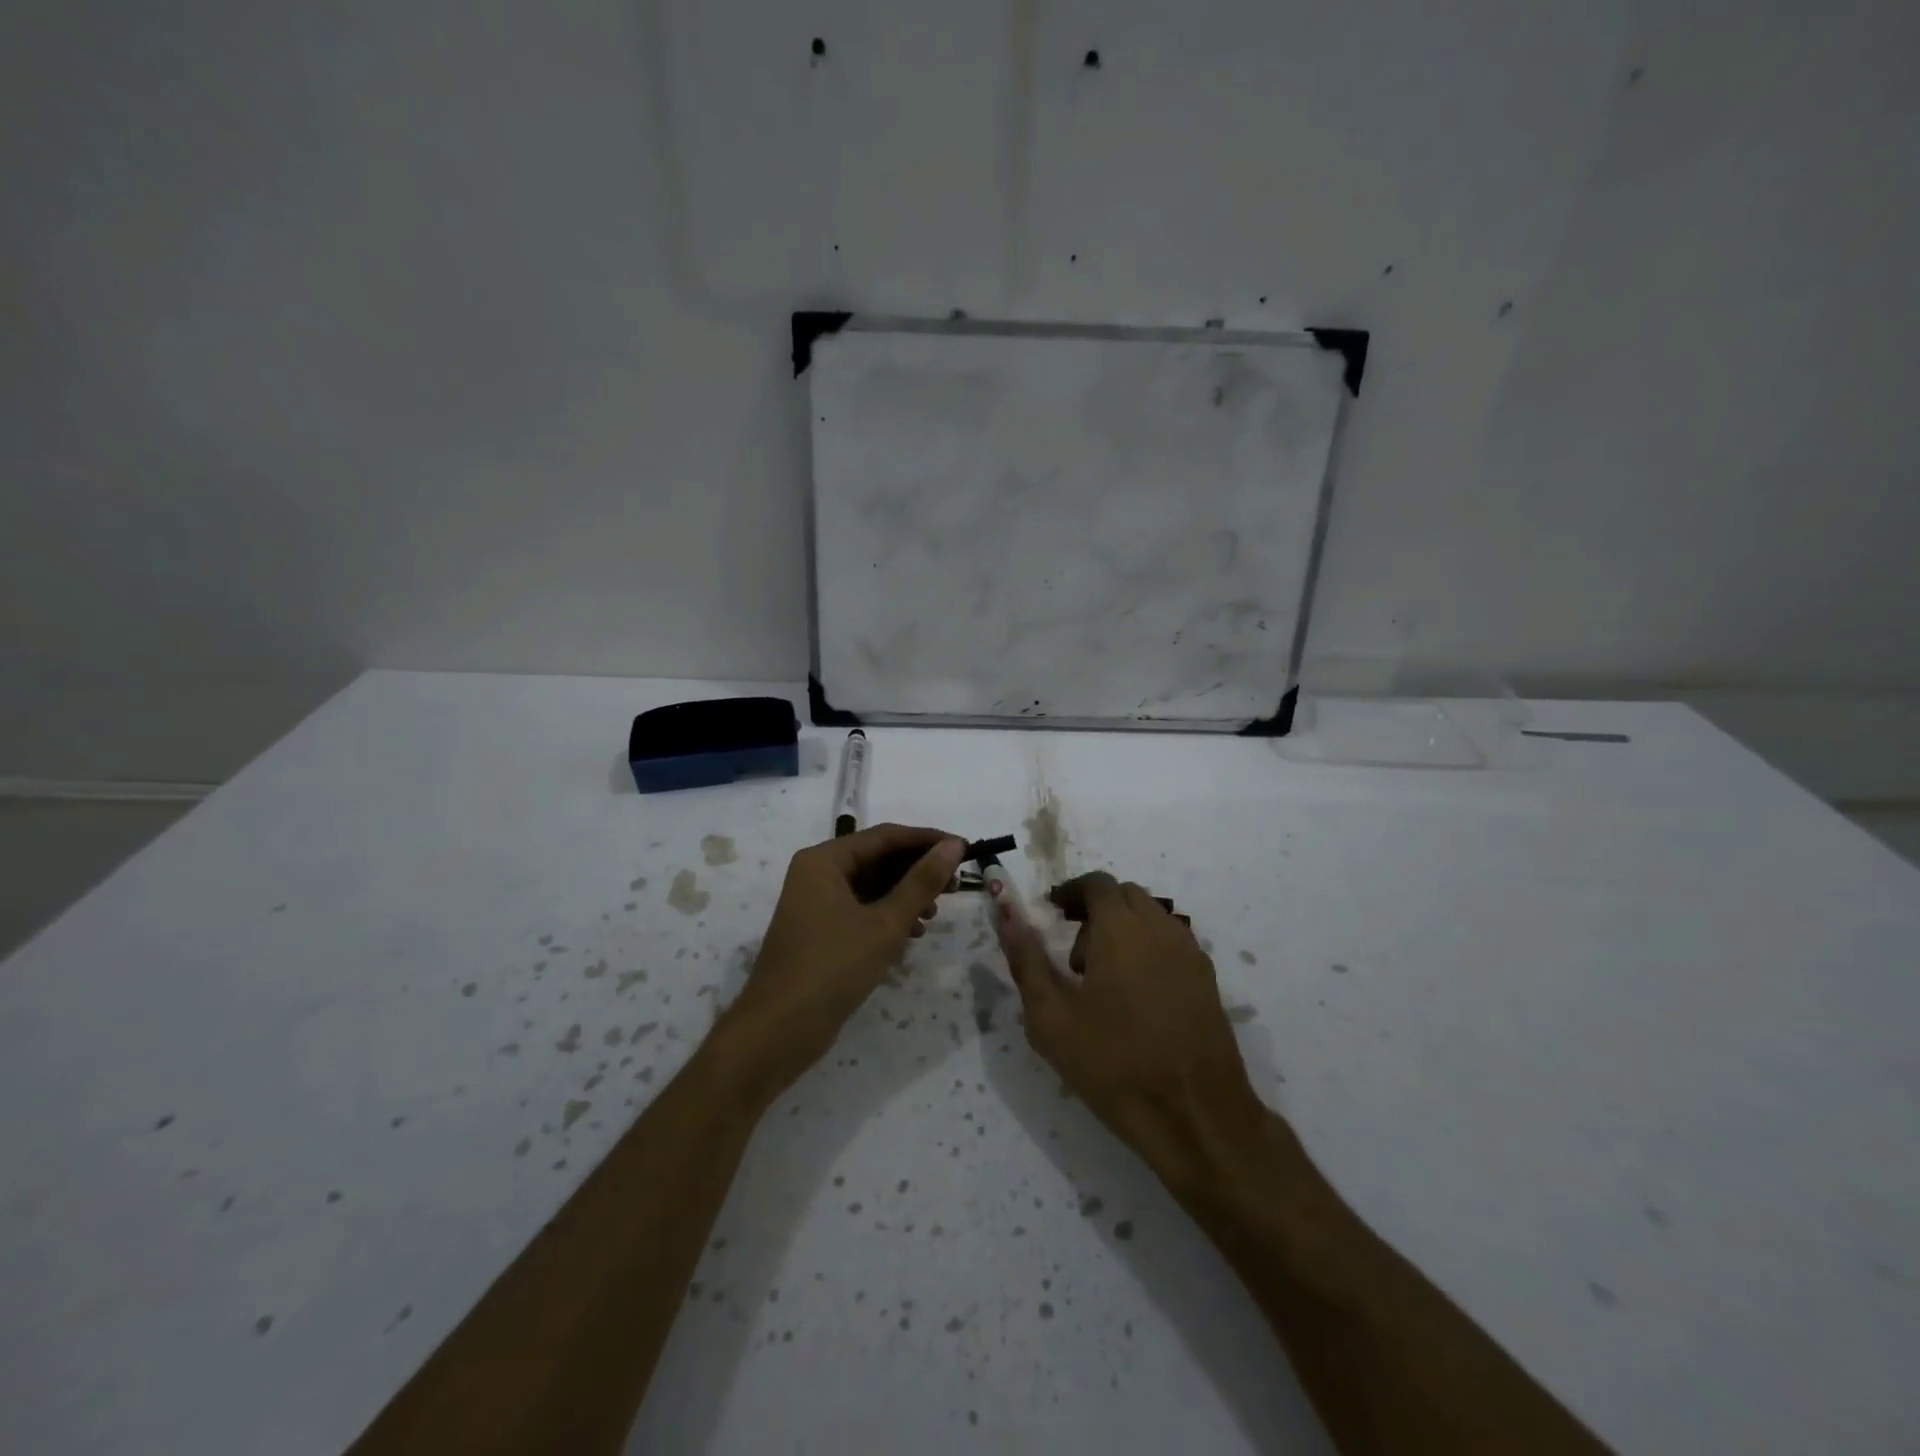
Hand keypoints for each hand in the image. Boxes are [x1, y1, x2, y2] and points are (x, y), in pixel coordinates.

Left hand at [716, 825, 965, 1102]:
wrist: (778, 1032)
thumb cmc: (832, 967)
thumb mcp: (885, 923)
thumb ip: (922, 882)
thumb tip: (953, 845)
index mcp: (825, 860)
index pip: (885, 837)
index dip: (927, 840)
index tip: (965, 849)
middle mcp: (818, 874)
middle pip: (878, 860)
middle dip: (918, 872)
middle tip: (956, 887)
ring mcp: (817, 904)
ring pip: (872, 887)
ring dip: (906, 897)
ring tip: (934, 916)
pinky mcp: (821, 932)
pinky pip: (862, 911)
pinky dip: (889, 917)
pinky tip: (912, 936)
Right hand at [995, 872, 1266, 1184]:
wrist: (1195, 1116)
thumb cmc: (1113, 1064)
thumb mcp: (1051, 1017)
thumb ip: (1026, 959)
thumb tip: (1006, 913)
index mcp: (1121, 929)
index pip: (1097, 883)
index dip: (1071, 892)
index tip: (1052, 916)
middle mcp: (1161, 929)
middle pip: (1126, 896)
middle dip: (1096, 911)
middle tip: (1074, 956)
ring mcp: (1191, 954)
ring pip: (1152, 917)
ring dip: (1125, 929)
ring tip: (1105, 980)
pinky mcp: (1208, 980)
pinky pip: (1173, 943)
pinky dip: (1150, 949)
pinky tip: (1138, 998)